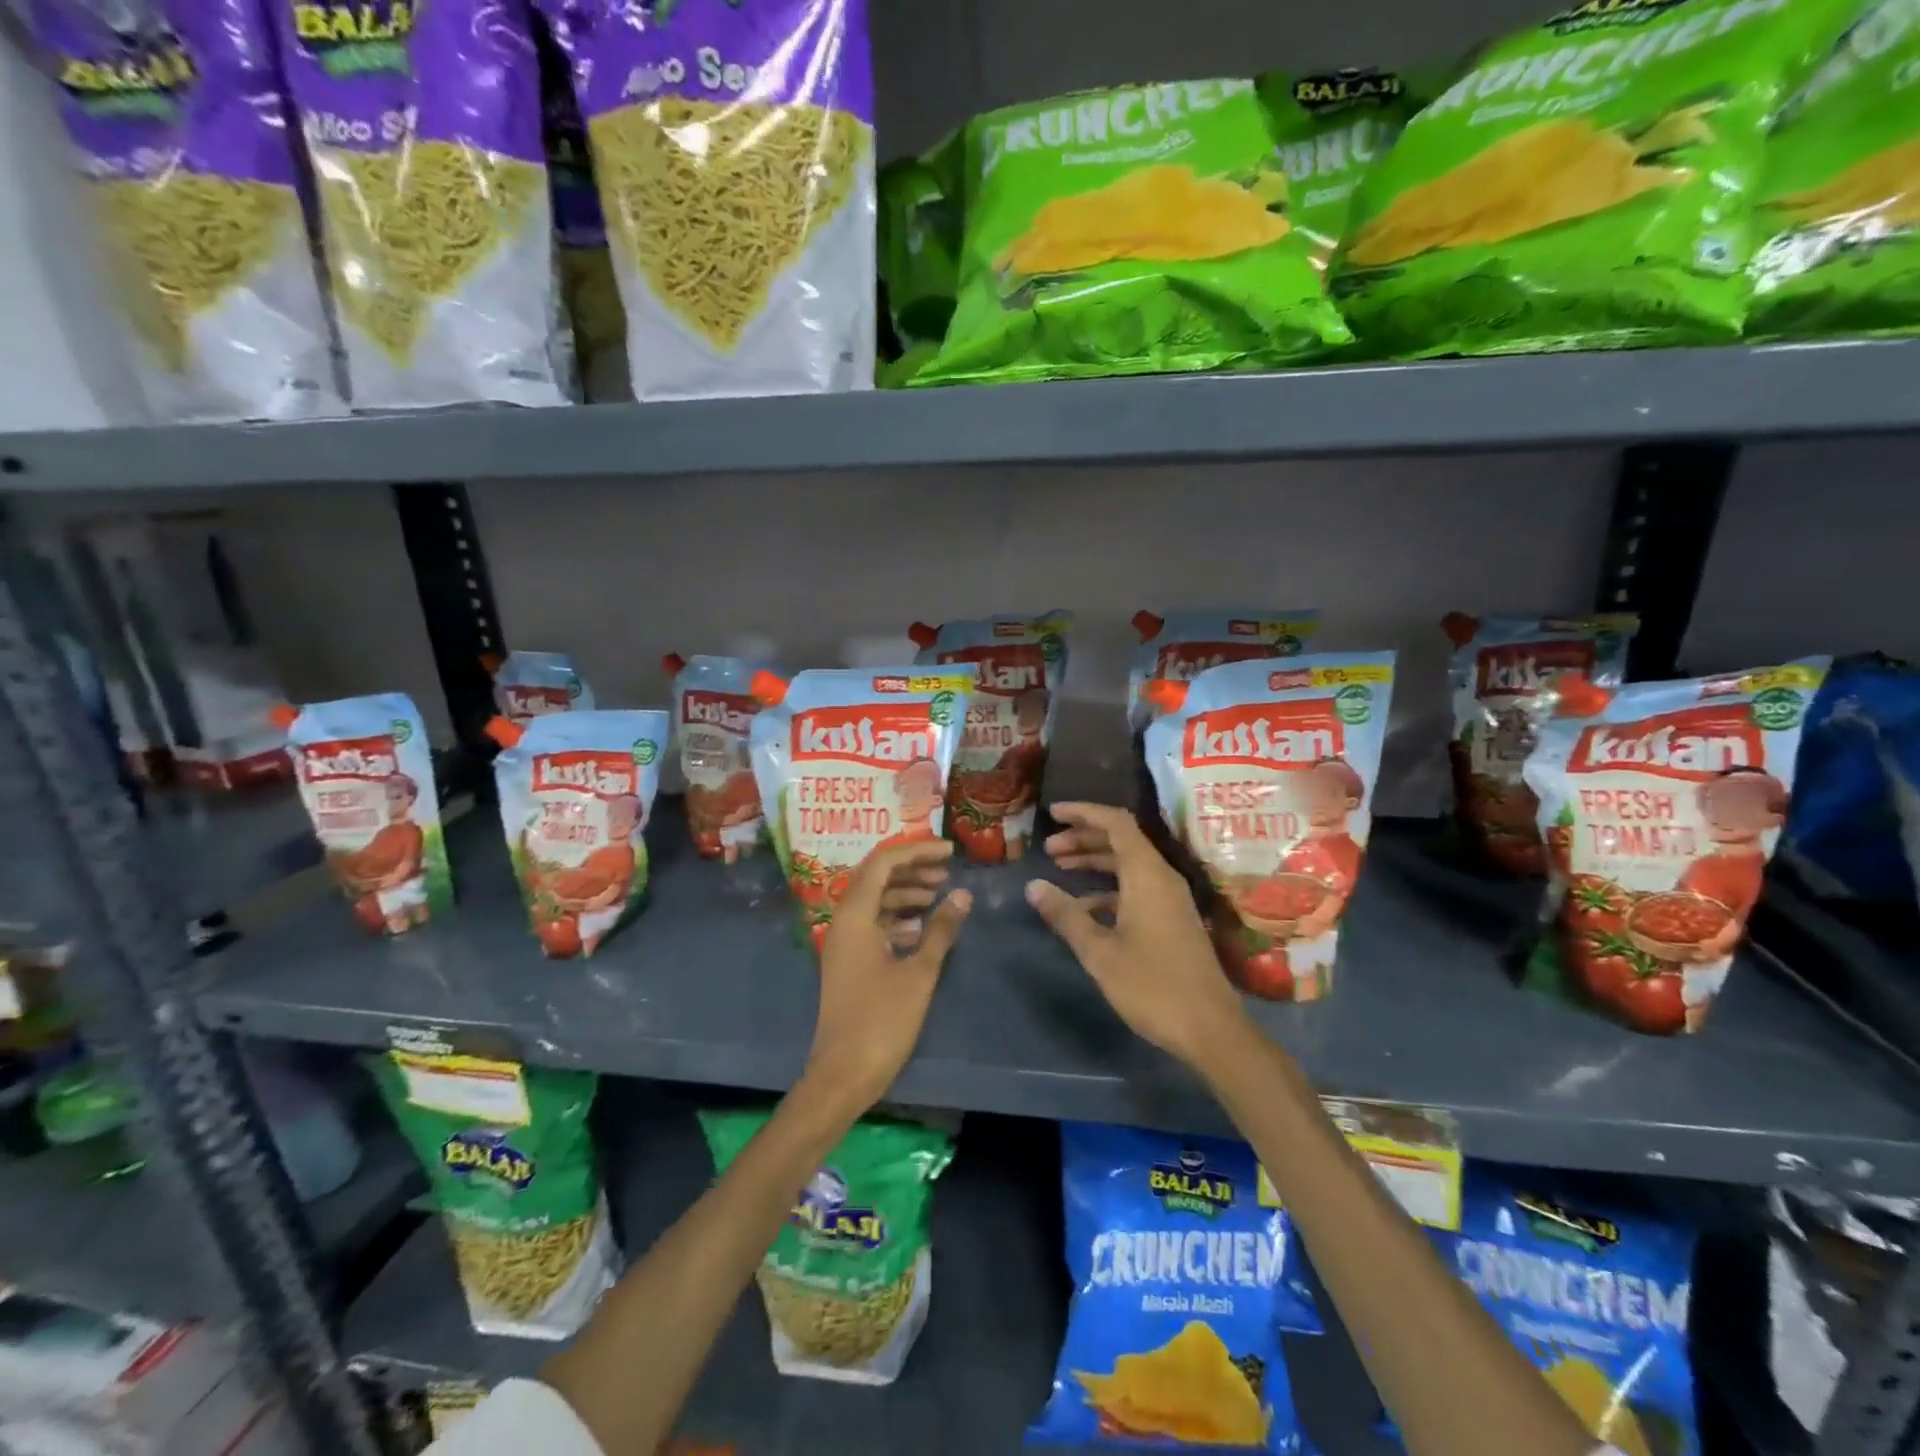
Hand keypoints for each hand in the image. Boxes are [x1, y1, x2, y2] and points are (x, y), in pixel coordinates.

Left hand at [803, 840, 971, 1115]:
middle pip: (876, 877)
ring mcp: (844, 943)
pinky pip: (873, 924)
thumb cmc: (881, 1021)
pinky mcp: (849, 962)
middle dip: (912, 868)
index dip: (917, 851)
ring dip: (905, 892)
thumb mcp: (919, 973)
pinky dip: (898, 918)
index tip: (950, 852)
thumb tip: (963, 895)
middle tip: (947, 870)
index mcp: (854, 916)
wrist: (842, 1075)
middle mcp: (843, 921)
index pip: (883, 863)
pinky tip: (922, 927)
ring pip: (875, 901)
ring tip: (939, 895)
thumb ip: (940, 930)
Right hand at [1026, 802, 1244, 1066]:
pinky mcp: (1173, 920)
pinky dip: (1108, 889)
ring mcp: (1170, 900)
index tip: (1053, 814)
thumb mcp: (1100, 952)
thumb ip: (1066, 916)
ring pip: (1129, 865)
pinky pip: (1136, 888)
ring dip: (1095, 863)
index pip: (1116, 823)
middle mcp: (1162, 878)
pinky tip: (1084, 910)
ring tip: (1060, 870)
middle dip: (1084, 838)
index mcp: (1147, 875)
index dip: (1084, 812)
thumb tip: (1033, 886)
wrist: (1210, 1029)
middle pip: (1122, 841)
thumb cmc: (1152, 986)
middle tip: (1049, 849)